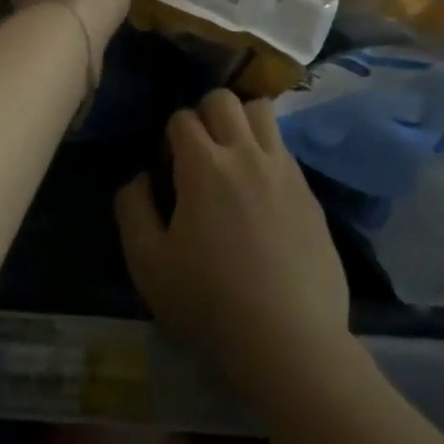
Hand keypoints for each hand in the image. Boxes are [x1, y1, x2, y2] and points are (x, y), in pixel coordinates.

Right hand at [115, 90, 350, 395]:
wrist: (291, 344)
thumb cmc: (210, 304)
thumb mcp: (148, 264)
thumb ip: (133, 209)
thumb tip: (138, 177)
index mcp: (204, 166)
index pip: (182, 118)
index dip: (169, 139)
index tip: (168, 171)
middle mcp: (247, 154)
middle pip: (224, 100)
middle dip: (204, 114)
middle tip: (198, 154)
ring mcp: (285, 171)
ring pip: (263, 112)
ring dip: (242, 122)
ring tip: (234, 160)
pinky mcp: (310, 194)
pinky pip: (285, 150)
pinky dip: (267, 154)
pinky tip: (262, 194)